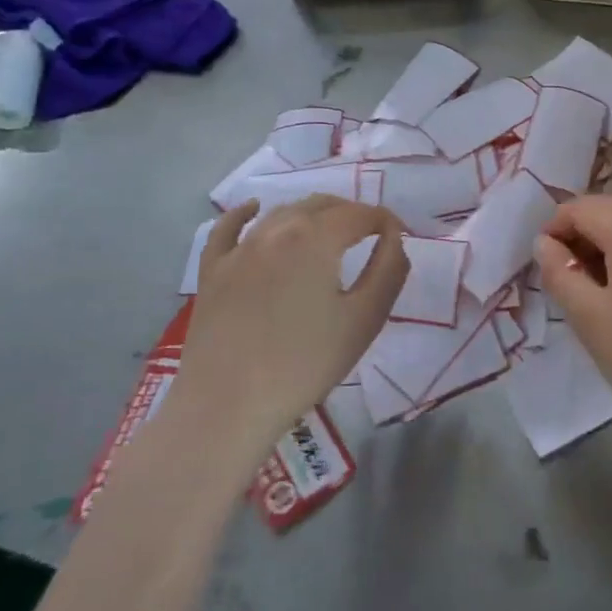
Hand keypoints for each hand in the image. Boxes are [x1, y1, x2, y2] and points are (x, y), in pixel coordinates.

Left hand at [177, 197, 408, 448]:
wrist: (227, 405)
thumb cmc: (305, 364)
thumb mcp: (365, 319)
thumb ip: (389, 270)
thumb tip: (393, 237)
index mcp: (316, 237)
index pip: (360, 213)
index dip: (385, 221)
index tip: (399, 236)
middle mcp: (277, 229)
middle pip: (322, 205)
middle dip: (352, 213)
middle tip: (370, 235)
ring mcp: (239, 248)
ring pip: (282, 212)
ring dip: (312, 214)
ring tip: (330, 231)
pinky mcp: (213, 271)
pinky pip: (228, 229)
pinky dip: (244, 214)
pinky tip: (253, 209)